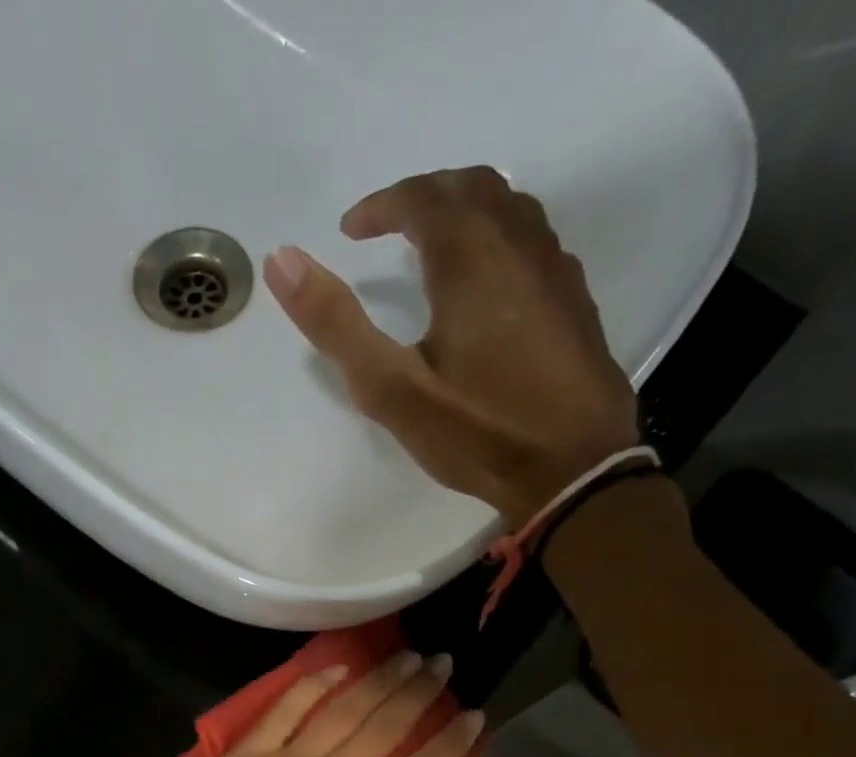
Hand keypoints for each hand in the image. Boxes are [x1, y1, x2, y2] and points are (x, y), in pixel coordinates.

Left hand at [141, 651, 483, 756]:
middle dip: (420, 694)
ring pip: (342, 713)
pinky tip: (338, 668)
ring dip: (379, 681)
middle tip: (442, 664)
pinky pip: (284, 711)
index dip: (450, 742)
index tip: (472, 714)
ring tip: (407, 657)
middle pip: (384, 731)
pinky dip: (312, 685)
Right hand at [264, 166, 639, 521]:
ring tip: (432, 244)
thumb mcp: (391, 387)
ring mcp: (555, 269)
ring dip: (464, 210)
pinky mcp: (573, 300)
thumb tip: (282, 260)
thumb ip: (336, 324)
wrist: (572, 469)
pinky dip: (496, 237)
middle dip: (423, 196)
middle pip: (471, 187)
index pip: (422, 198)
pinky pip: (531, 240)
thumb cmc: (476, 430)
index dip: (381, 206)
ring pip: (509, 208)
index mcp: (471, 257)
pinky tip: (485, 281)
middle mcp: (519, 244)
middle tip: (388, 226)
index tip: (350, 230)